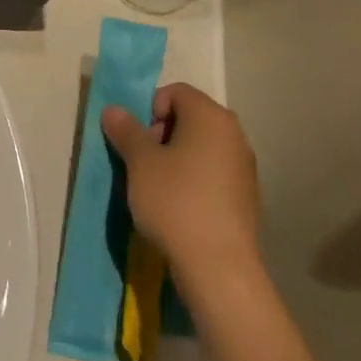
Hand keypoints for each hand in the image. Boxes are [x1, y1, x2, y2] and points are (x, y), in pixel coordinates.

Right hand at [102, 83, 259, 284]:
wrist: (219, 267)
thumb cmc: (175, 201)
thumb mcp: (140, 162)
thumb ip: (126, 130)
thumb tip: (114, 110)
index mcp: (211, 116)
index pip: (175, 92)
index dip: (149, 110)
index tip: (137, 142)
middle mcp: (234, 134)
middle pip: (189, 118)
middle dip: (160, 134)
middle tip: (143, 164)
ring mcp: (244, 167)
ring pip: (200, 148)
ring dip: (175, 159)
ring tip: (156, 188)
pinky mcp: (246, 197)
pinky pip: (212, 174)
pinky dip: (192, 180)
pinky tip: (178, 208)